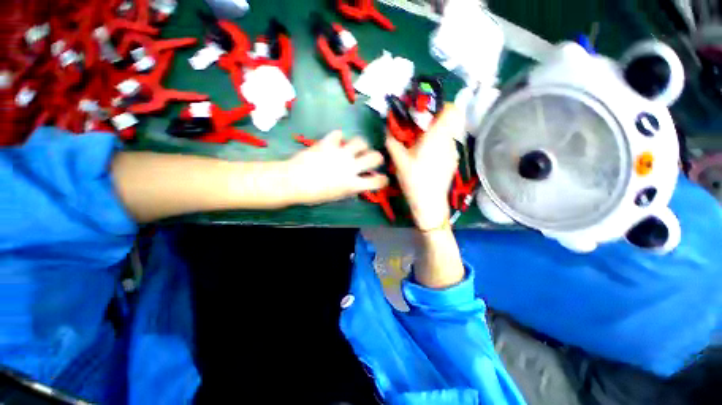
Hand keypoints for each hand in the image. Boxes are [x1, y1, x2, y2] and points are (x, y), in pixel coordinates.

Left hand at [286, 131, 388, 204]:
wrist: (292, 182)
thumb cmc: (313, 195)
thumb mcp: (336, 196)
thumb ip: (351, 188)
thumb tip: (359, 183)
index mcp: (352, 184)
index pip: (377, 182)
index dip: (383, 180)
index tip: (381, 179)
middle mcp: (350, 167)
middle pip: (375, 157)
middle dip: (377, 158)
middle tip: (370, 160)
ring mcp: (340, 153)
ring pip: (361, 141)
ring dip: (360, 145)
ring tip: (354, 148)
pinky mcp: (328, 143)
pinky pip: (338, 134)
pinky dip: (338, 138)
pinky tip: (335, 142)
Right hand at [386, 105, 462, 229]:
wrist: (429, 202)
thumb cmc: (414, 179)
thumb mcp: (399, 161)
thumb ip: (392, 143)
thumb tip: (387, 131)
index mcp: (437, 136)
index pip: (451, 109)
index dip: (441, 106)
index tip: (427, 113)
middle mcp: (449, 141)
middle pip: (452, 120)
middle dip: (438, 120)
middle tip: (422, 129)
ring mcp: (454, 152)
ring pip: (450, 133)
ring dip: (439, 134)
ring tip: (423, 145)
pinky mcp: (453, 162)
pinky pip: (449, 145)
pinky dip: (441, 145)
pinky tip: (429, 158)